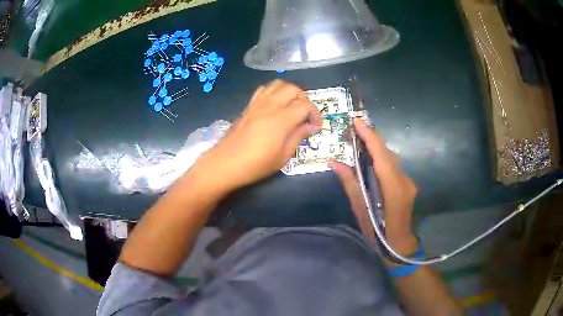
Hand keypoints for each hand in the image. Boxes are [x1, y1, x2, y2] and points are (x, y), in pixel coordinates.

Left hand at [194, 80, 320, 193]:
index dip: (315, 114)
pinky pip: (263, 90)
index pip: (305, 105)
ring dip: (289, 92)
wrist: (224, 164)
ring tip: (291, 107)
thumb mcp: (282, 157)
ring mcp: (257, 104)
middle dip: (304, 98)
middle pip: (293, 88)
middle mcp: (270, 106)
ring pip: (277, 84)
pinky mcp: (248, 106)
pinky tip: (274, 106)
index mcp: (281, 120)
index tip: (315, 126)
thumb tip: (312, 126)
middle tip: (305, 115)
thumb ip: (298, 137)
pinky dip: (274, 92)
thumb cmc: (255, 165)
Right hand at [329, 119, 418, 255]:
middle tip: (355, 126)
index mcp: (393, 189)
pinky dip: (381, 158)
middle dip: (372, 137)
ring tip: (360, 137)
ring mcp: (408, 182)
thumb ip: (350, 184)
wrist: (400, 245)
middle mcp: (404, 181)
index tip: (357, 121)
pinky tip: (371, 157)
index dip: (370, 137)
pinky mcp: (408, 184)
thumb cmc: (378, 233)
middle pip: (388, 154)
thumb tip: (334, 162)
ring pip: (392, 158)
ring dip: (377, 147)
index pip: (381, 156)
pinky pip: (393, 166)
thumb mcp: (361, 210)